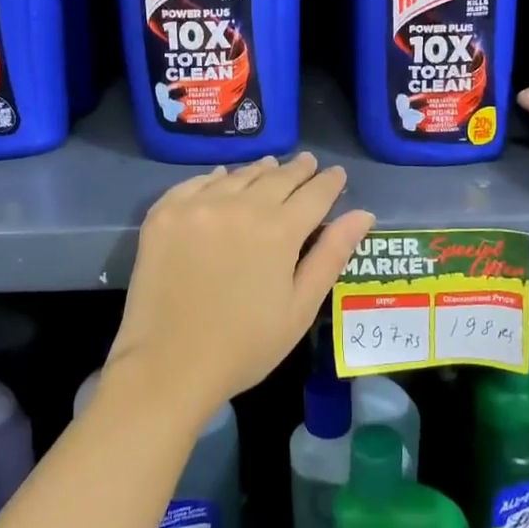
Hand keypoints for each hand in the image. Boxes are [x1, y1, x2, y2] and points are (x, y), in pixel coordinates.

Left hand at [105, 154, 374, 422]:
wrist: (168, 366)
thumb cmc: (245, 346)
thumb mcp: (300, 307)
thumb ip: (331, 255)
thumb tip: (363, 214)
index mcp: (279, 230)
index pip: (314, 193)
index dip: (329, 182)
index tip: (337, 174)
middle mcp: (240, 206)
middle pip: (277, 177)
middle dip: (298, 170)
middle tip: (308, 162)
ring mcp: (198, 206)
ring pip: (238, 176)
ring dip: (259, 170)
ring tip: (271, 165)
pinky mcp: (165, 214)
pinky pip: (196, 183)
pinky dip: (216, 178)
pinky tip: (223, 177)